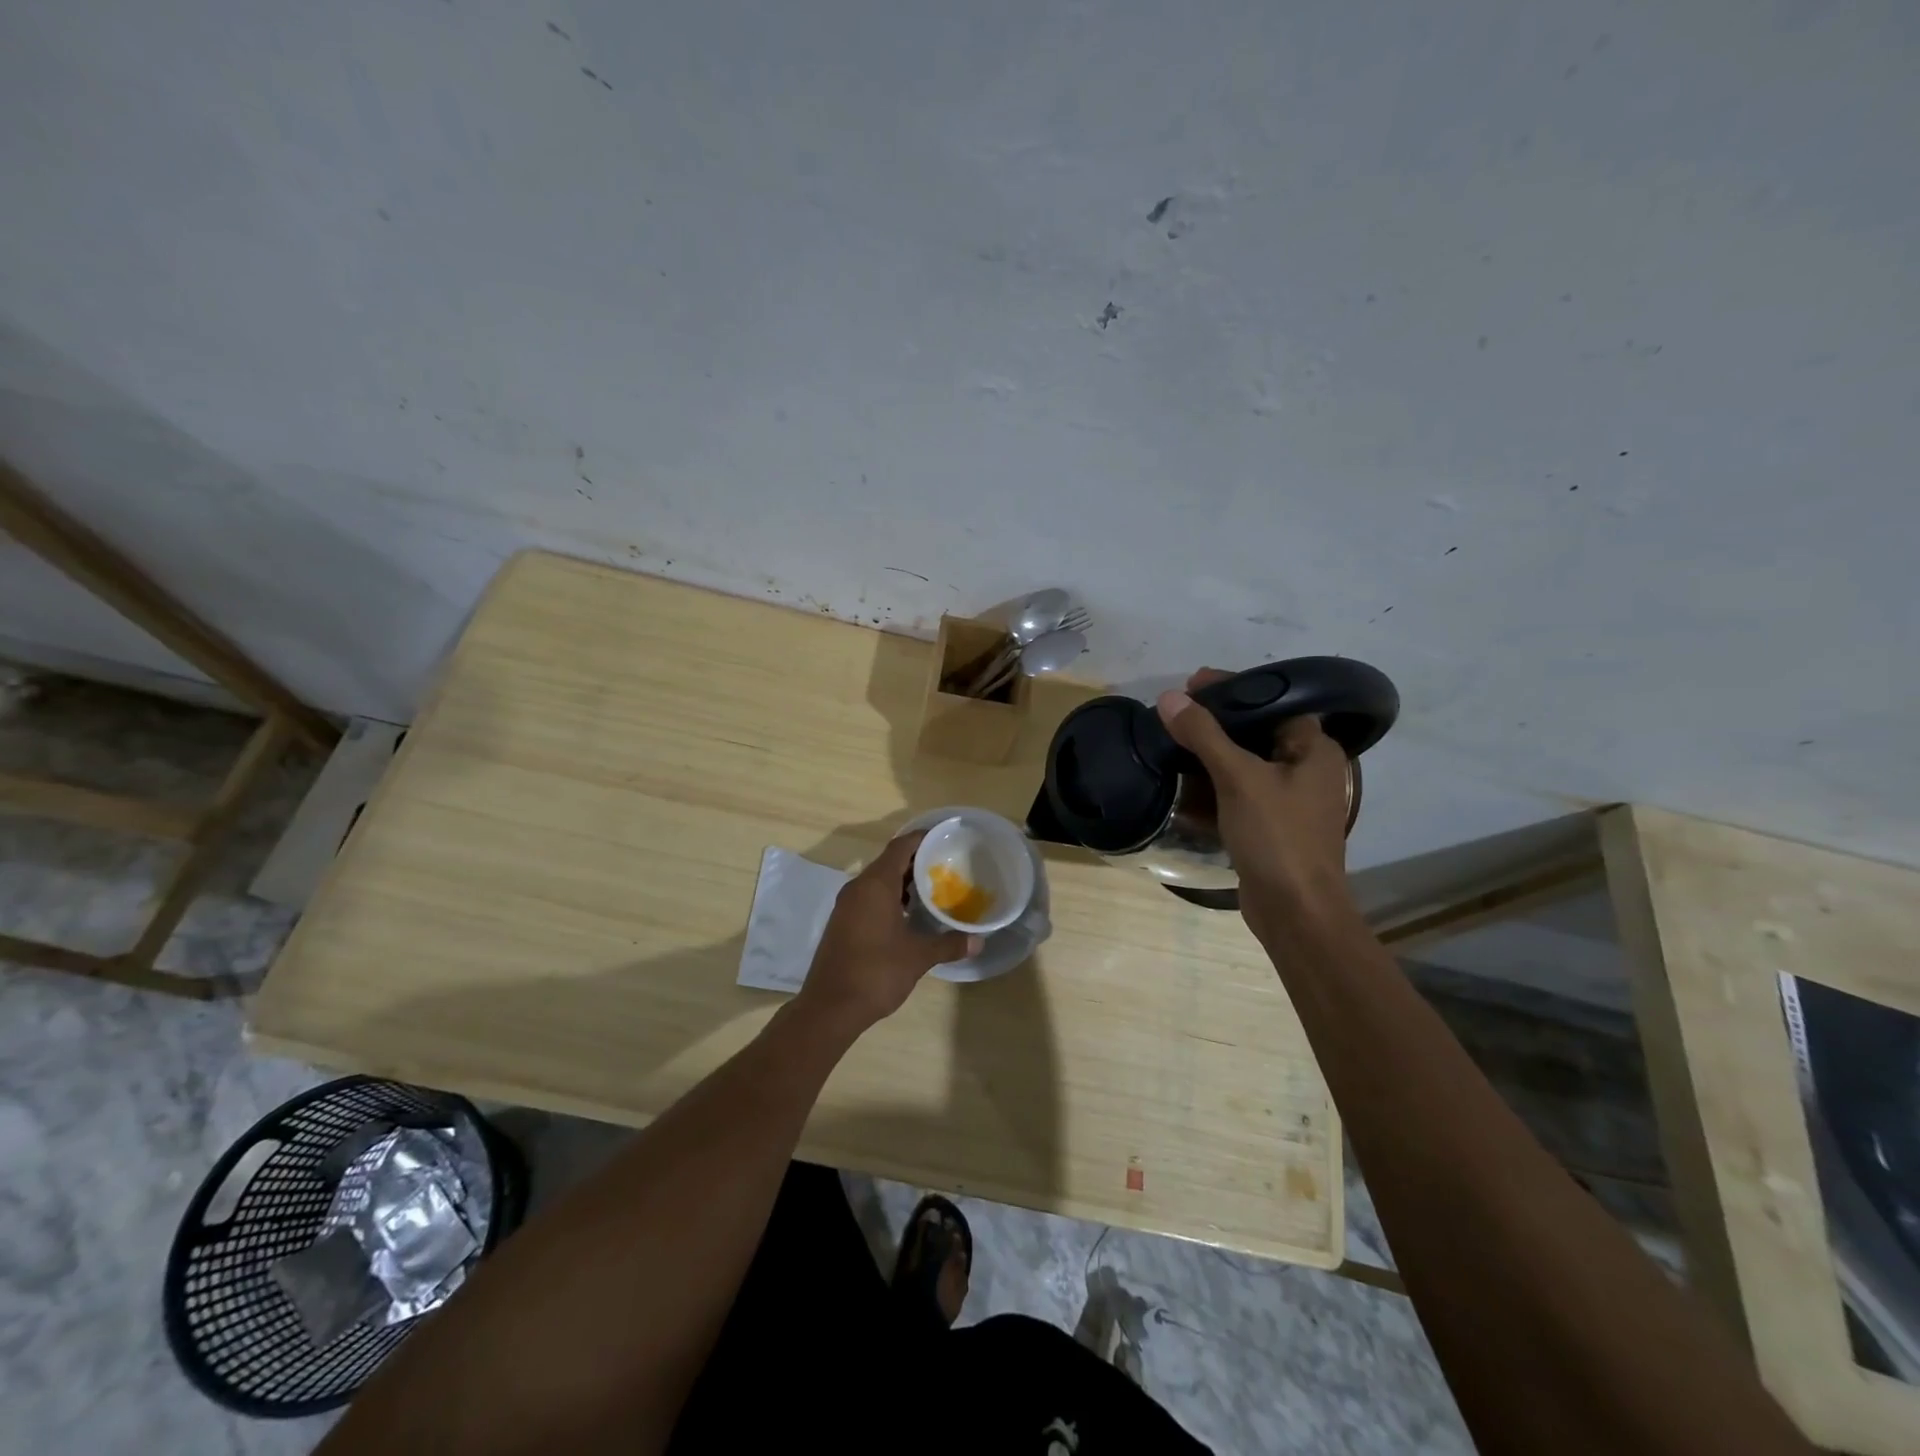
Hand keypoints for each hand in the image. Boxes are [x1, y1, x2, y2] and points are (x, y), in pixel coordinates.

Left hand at [796, 832, 980, 1032]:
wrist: (829, 1007)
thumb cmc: (876, 972)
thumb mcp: (918, 956)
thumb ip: (948, 944)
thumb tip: (978, 941)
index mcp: (875, 885)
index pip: (901, 847)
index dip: (923, 838)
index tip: (946, 838)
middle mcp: (858, 887)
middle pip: (890, 861)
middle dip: (917, 861)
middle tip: (948, 865)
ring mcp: (847, 905)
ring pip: (879, 881)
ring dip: (904, 881)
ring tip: (934, 889)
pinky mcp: (843, 922)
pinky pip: (870, 897)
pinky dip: (890, 897)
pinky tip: (910, 915)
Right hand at [1155, 668, 1357, 929]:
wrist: (1295, 912)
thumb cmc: (1277, 836)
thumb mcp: (1238, 778)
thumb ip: (1204, 735)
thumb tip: (1168, 698)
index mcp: (1314, 750)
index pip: (1274, 701)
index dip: (1234, 689)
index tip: (1193, 683)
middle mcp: (1306, 770)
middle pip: (1256, 732)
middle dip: (1215, 723)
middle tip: (1175, 713)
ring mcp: (1289, 802)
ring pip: (1244, 765)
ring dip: (1209, 757)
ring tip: (1171, 743)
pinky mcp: (1270, 827)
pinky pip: (1238, 796)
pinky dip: (1212, 789)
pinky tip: (1180, 786)